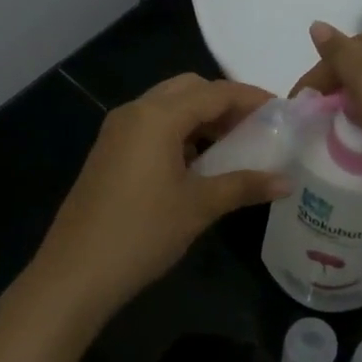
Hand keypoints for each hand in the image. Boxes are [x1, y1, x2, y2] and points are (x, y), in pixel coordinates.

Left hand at [28, 75, 289, 321]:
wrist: (75, 272)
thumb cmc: (142, 232)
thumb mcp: (198, 206)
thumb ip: (243, 185)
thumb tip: (286, 181)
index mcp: (157, 116)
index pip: (214, 92)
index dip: (250, 98)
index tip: (281, 110)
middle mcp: (135, 111)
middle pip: (189, 89)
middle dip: (224, 102)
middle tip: (254, 126)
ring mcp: (117, 130)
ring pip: (167, 106)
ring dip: (200, 117)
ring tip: (231, 145)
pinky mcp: (109, 151)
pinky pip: (151, 125)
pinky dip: (179, 132)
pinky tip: (196, 162)